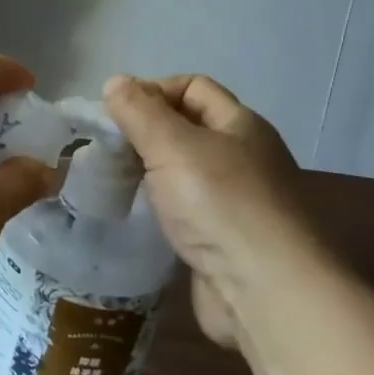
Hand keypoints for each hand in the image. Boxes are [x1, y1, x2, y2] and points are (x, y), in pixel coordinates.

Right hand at [103, 74, 331, 345]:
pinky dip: (159, 205)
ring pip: (183, 169)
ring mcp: (236, 200)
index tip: (115, 115)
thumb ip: (139, 111)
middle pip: (187, 127)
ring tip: (113, 180)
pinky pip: (184, 207)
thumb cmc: (219, 204)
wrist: (266, 292)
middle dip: (145, 132)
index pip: (192, 86)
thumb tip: (115, 82)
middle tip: (107, 149)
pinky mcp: (224, 238)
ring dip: (148, 171)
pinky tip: (137, 214)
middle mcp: (243, 156)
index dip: (153, 90)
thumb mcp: (172, 145)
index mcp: (240, 125)